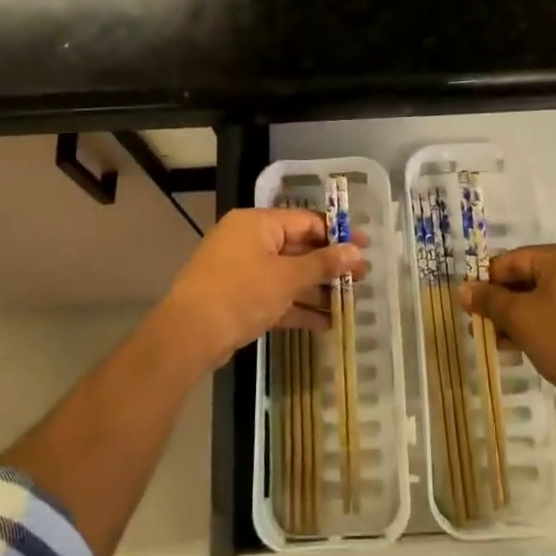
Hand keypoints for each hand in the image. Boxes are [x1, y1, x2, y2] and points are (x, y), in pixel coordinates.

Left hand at [149, 208, 365, 372]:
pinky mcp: (239, 299)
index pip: (305, 221)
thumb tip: (356, 251)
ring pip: (288, 276)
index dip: (337, 234)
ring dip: (316, 290)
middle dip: (329, 265)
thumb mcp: (287, 277)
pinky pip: (275, 297)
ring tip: (350, 303)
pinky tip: (325, 323)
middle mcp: (249, 241)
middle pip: (298, 248)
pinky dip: (297, 307)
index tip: (365, 247)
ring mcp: (242, 271)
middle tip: (362, 278)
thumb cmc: (241, 293)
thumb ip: (323, 264)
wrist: (189, 335)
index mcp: (257, 224)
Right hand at [458, 243, 555, 408]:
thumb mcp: (519, 318)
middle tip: (484, 329)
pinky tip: (527, 348)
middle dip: (504, 305)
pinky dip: (545, 324)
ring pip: (548, 298)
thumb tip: (465, 290)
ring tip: (502, 345)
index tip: (471, 307)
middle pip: (531, 279)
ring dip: (522, 318)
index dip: (487, 282)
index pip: (513, 260)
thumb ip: (489, 300)